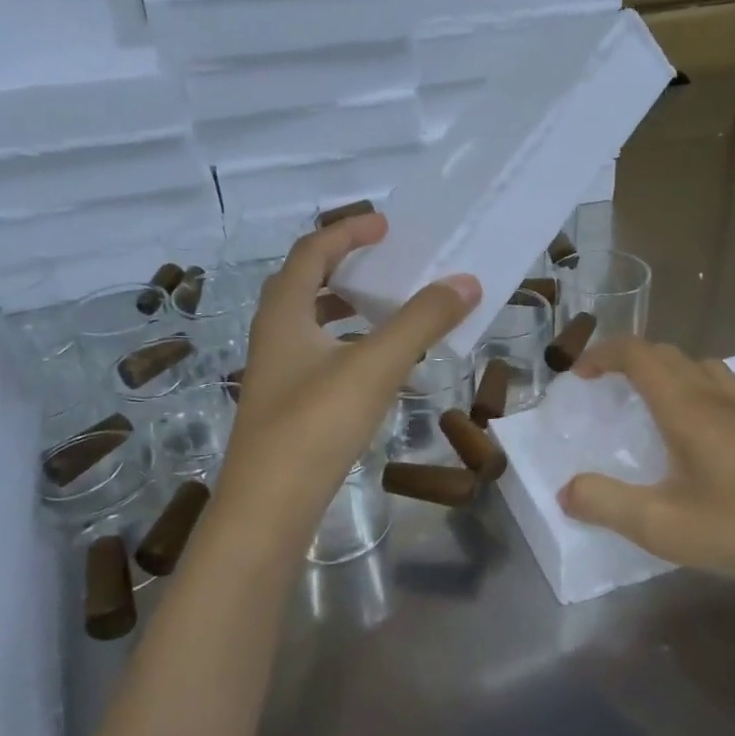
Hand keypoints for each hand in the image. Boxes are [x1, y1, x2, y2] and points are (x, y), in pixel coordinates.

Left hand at [212, 214, 479, 554]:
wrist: (268, 510)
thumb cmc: (315, 425)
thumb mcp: (374, 365)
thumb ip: (421, 321)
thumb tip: (466, 281)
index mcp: (284, 313)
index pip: (311, 252)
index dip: (347, 232)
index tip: (386, 226)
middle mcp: (273, 337)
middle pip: (304, 283)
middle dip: (344, 266)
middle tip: (386, 262)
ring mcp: (277, 376)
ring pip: (311, 324)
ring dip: (347, 307)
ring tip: (389, 308)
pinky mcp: (287, 408)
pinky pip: (320, 356)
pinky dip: (349, 345)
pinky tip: (378, 367)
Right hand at [556, 338, 734, 588]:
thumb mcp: (661, 525)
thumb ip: (605, 503)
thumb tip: (567, 490)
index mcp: (686, 408)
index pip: (638, 355)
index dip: (604, 354)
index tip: (580, 374)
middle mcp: (720, 399)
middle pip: (671, 356)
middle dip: (633, 361)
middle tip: (610, 389)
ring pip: (710, 371)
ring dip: (677, 374)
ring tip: (662, 405)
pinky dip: (720, 402)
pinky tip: (724, 434)